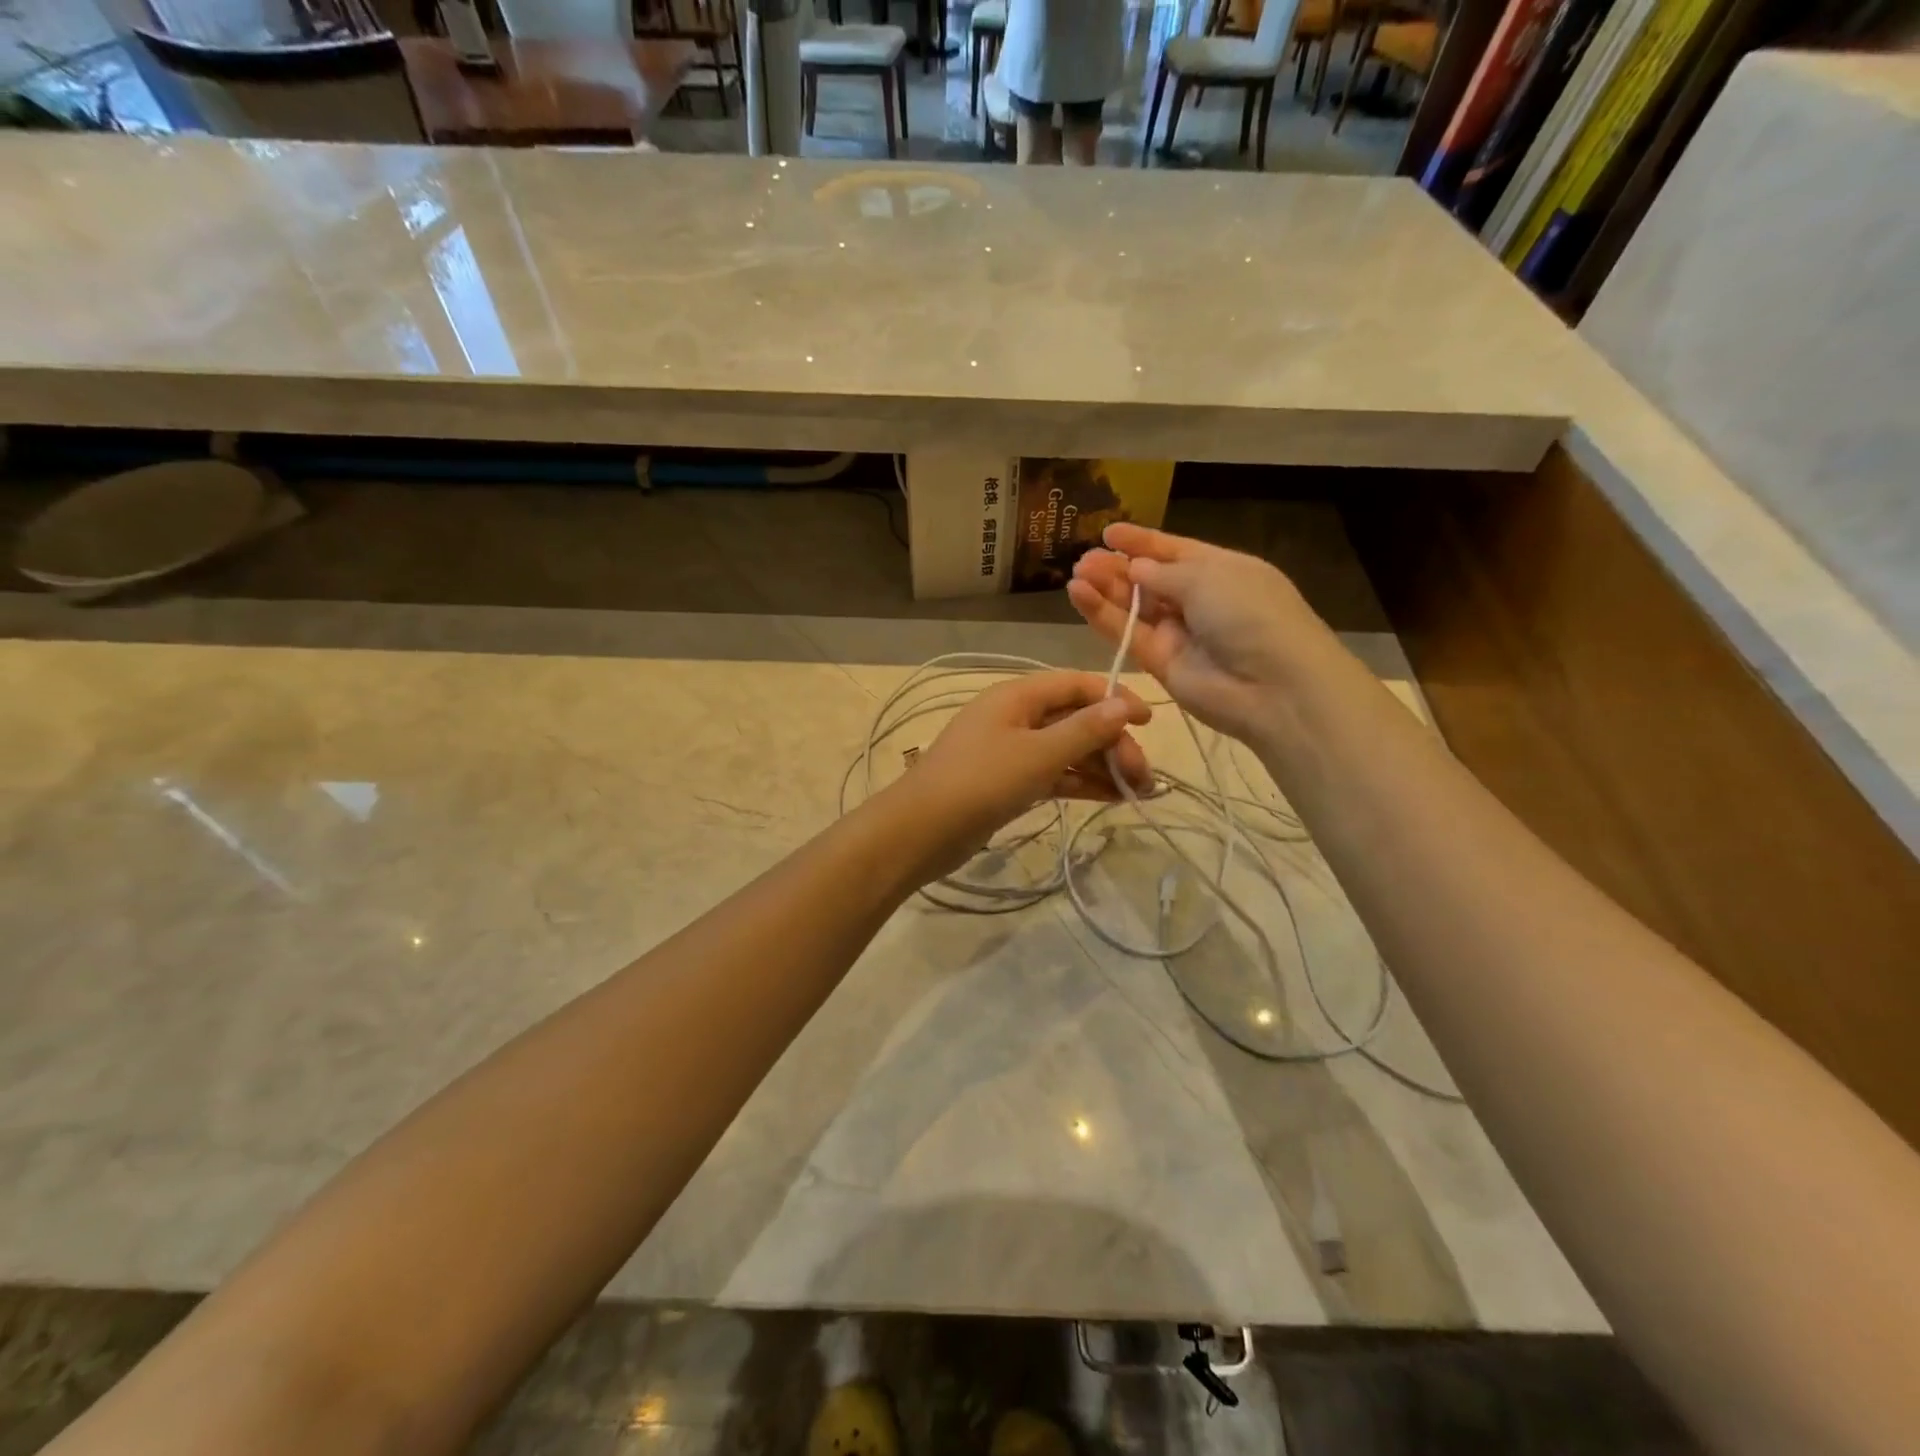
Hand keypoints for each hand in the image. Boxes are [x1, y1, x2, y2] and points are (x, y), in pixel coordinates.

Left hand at [902, 671, 1152, 873]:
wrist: (920, 831)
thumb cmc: (980, 782)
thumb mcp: (1038, 754)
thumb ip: (1084, 730)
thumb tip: (1125, 704)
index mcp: (1018, 696)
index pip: (1076, 684)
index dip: (1115, 698)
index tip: (1150, 722)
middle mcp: (1015, 716)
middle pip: (1075, 719)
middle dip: (1112, 743)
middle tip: (1144, 778)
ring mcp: (1011, 750)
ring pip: (1067, 749)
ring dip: (1101, 766)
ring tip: (1139, 793)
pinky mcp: (1009, 782)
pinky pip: (1053, 774)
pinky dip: (1080, 783)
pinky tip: (1111, 798)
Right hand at [1066, 523, 1330, 744]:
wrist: (1272, 687)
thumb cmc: (1250, 615)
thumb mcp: (1210, 577)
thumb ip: (1164, 572)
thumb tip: (1135, 569)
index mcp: (1221, 571)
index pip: (1174, 551)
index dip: (1142, 542)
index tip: (1108, 533)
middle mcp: (1199, 600)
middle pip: (1149, 580)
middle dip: (1117, 567)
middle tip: (1084, 559)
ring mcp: (1179, 634)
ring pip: (1134, 607)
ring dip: (1105, 589)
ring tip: (1075, 574)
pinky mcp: (1159, 664)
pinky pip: (1127, 634)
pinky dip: (1102, 615)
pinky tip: (1079, 595)